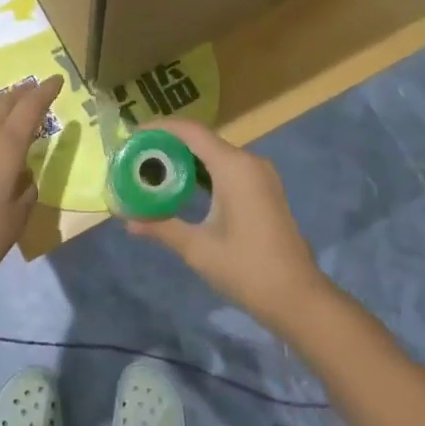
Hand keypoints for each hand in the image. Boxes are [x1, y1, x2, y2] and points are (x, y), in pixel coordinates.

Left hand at [0, 76, 63, 296]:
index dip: (45, 92)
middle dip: (21, 93)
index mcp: (6, 145)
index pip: (31, 107)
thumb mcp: (15, 221)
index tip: (56, 80)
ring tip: (5, 105)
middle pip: (3, 102)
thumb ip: (26, 192)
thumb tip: (23, 176)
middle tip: (32, 89)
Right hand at [124, 119, 329, 331]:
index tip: (132, 135)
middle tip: (136, 156)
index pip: (191, 132)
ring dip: (185, 159)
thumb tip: (127, 220)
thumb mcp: (197, 248)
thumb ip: (161, 226)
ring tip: (152, 170)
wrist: (297, 297)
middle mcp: (249, 162)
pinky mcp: (264, 189)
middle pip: (202, 140)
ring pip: (215, 154)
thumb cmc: (246, 268)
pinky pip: (228, 168)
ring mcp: (260, 175)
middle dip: (168, 145)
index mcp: (234, 167)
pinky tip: (182, 187)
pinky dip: (203, 172)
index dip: (160, 128)